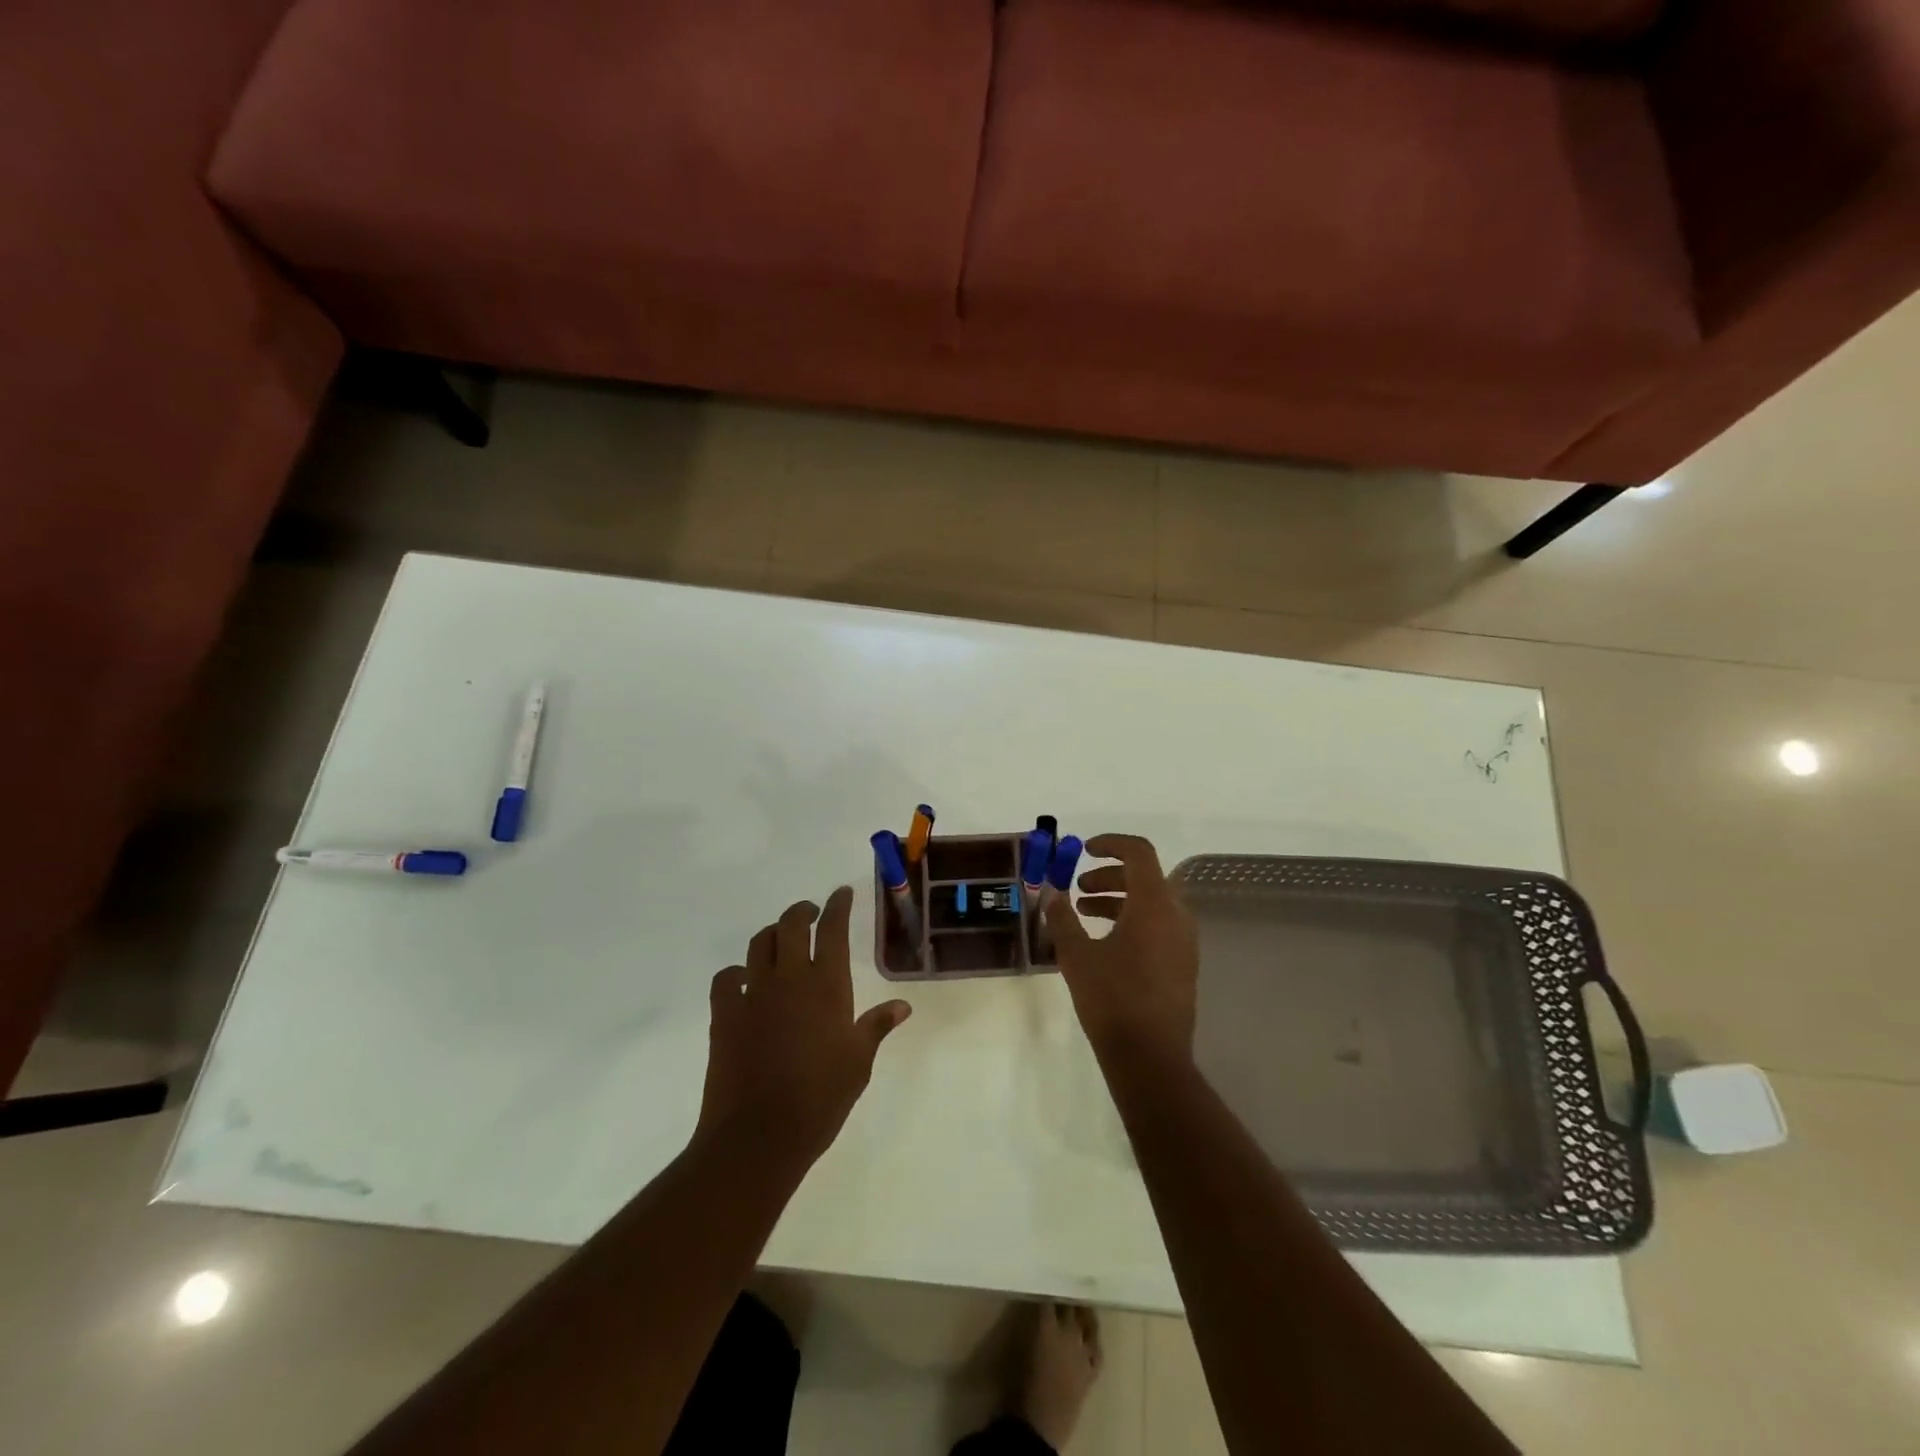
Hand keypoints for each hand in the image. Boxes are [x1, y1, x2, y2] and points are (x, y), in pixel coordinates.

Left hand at [696, 886, 911, 1172]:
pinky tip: (743, 980)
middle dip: (802, 911)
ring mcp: (753, 994)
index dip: (838, 905)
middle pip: (791, 924)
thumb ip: (877, 1026)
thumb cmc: (820, 1099)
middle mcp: (789, 978)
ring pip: (759, 944)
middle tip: (812, 913)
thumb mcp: (859, 1062)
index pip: (832, 929)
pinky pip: (726, 979)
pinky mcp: (725, 1015)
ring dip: (772, 934)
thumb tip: (903, 1006)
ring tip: (781, 941)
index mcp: (826, 985)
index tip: (841, 893)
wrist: (759, 1134)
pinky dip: (736, 972)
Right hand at [1043, 834, 1198, 1064]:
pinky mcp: (1183, 965)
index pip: (1139, 853)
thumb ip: (1063, 918)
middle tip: (1079, 887)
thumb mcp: (1076, 955)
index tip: (1084, 850)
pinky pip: (1158, 926)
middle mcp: (1176, 916)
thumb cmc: (1112, 999)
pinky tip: (1105, 943)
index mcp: (1154, 904)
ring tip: (1084, 913)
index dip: (1111, 844)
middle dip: (1109, 876)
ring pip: (1152, 903)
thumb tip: (1054, 894)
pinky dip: (1132, 920)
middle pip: (1145, 877)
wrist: (1150, 1058)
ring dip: (1119, 899)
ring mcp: (1184, 942)